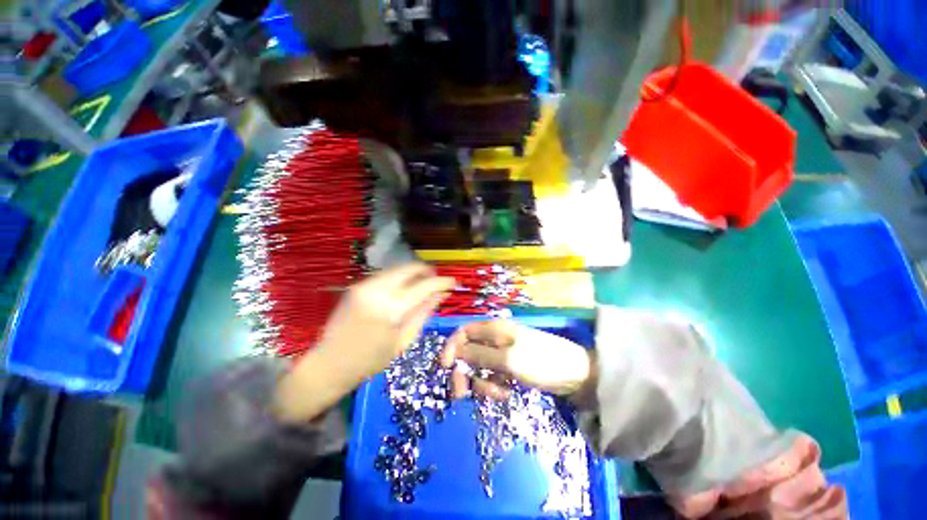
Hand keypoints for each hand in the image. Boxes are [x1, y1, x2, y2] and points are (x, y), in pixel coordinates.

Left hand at [274, 263, 453, 422]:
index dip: (443, 281)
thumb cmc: (371, 360)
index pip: (425, 285)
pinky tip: (404, 289)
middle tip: (438, 282)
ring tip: (423, 285)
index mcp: (391, 309)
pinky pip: (386, 275)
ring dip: (414, 274)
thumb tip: (442, 293)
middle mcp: (377, 290)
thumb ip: (424, 312)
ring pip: (399, 268)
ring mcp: (364, 284)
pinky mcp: (357, 285)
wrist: (329, 364)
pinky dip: (400, 278)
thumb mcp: (404, 340)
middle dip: (428, 271)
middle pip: (411, 268)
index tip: (453, 282)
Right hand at [439, 320, 596, 405]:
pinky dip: (494, 387)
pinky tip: (506, 393)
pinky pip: (491, 378)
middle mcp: (494, 339)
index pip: (463, 332)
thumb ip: (479, 354)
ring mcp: (501, 354)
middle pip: (468, 352)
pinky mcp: (508, 368)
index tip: (445, 367)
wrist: (575, 375)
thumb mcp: (508, 359)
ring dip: (482, 384)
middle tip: (462, 394)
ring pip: (478, 368)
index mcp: (493, 329)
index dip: (451, 347)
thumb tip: (454, 351)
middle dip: (465, 372)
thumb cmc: (541, 362)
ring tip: (499, 393)